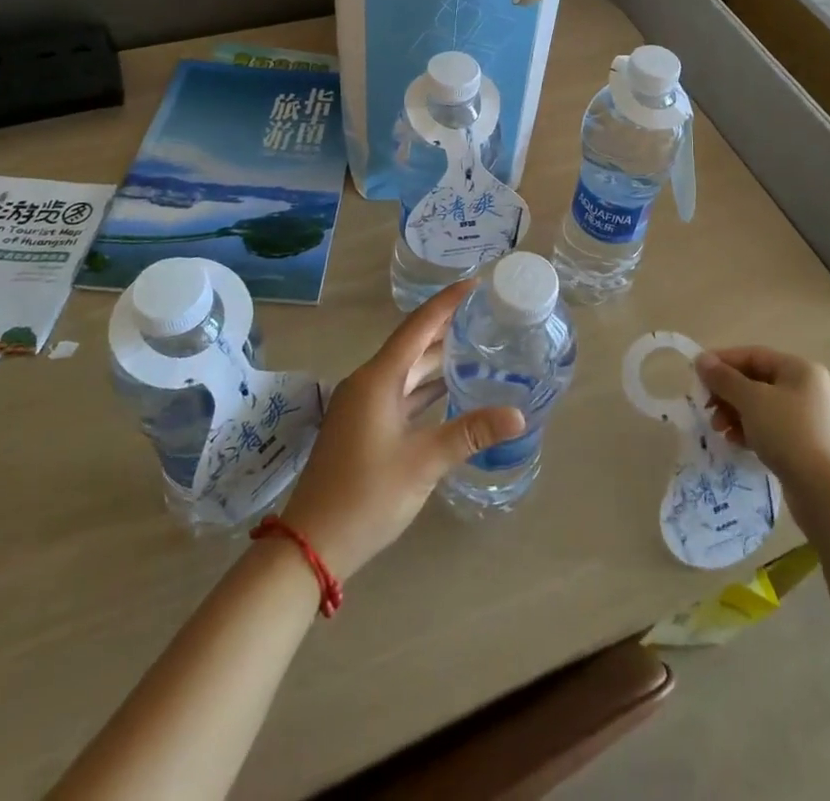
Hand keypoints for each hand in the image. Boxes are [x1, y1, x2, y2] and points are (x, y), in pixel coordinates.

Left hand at [281, 283, 524, 579]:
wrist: (311, 544)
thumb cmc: (367, 495)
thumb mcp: (424, 463)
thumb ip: (470, 433)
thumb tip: (518, 414)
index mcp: (378, 378)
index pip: (418, 327)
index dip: (447, 303)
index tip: (475, 284)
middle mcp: (369, 382)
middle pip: (413, 344)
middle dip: (448, 328)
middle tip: (486, 314)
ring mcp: (363, 405)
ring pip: (407, 370)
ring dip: (438, 358)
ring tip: (477, 344)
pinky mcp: (364, 426)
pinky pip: (401, 392)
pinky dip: (426, 386)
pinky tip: (451, 388)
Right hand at [695, 346, 829, 494]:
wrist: (824, 491)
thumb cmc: (787, 433)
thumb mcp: (751, 400)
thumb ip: (724, 378)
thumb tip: (701, 359)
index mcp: (798, 369)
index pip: (752, 355)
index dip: (722, 362)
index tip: (697, 375)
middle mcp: (804, 387)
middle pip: (754, 380)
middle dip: (726, 393)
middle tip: (706, 407)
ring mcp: (804, 417)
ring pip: (758, 405)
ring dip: (733, 413)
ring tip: (718, 428)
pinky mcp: (801, 442)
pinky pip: (766, 427)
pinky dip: (747, 430)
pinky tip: (734, 442)